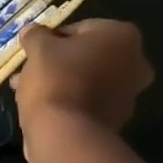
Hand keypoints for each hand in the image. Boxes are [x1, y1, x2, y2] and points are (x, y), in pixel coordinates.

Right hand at [15, 18, 153, 133]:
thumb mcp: (38, 49)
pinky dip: (68, 102)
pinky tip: (41, 108)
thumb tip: (32, 31)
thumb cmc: (56, 79)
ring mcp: (128, 94)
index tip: (33, 53)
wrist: (66, 133)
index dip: (52, 40)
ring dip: (60, 83)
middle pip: (87, 56)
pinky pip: (87, 103)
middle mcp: (136, 62)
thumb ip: (36, 35)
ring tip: (27, 92)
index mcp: (122, 36)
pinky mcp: (115, 120)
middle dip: (57, 63)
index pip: (80, 29)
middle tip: (30, 72)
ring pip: (86, 81)